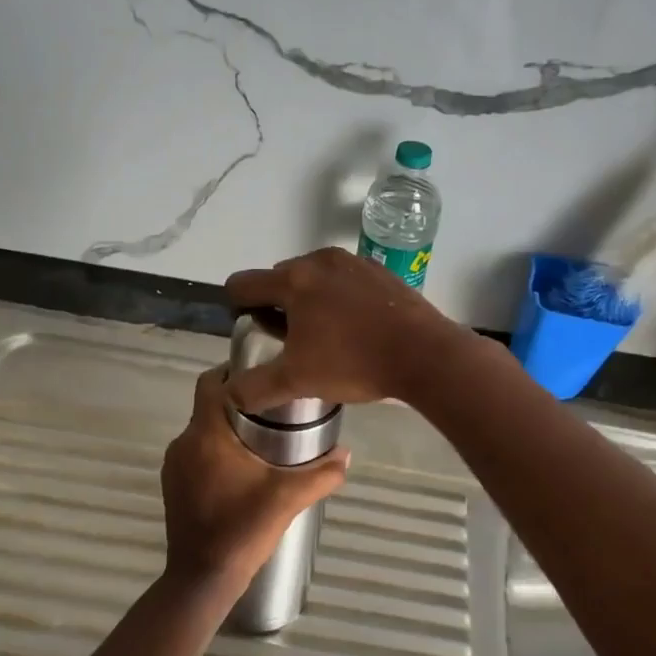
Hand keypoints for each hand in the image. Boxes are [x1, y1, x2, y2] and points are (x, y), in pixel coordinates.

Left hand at [160, 366, 350, 596]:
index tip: (263, 374)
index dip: (233, 371)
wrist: (202, 578)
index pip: (211, 382)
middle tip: (274, 407)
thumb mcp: (289, 498)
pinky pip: (195, 453)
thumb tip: (347, 454)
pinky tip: (242, 469)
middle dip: (240, 402)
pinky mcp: (173, 485)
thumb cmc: (242, 529)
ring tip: (263, 438)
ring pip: (203, 431)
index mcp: (206, 434)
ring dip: (228, 429)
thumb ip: (322, 473)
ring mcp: (173, 465)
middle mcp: (183, 442)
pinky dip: (216, 451)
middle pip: (210, 405)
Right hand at [223, 247, 469, 413]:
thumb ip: (256, 387)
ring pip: (315, 279)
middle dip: (276, 306)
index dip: (237, 307)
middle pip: (279, 279)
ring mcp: (354, 262)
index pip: (243, 284)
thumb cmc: (353, 362)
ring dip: (309, 302)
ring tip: (323, 337)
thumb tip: (231, 394)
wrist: (424, 354)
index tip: (252, 332)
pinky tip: (354, 329)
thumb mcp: (297, 381)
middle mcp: (319, 260)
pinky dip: (340, 299)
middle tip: (289, 342)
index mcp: (293, 280)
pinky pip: (345, 281)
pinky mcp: (381, 272)